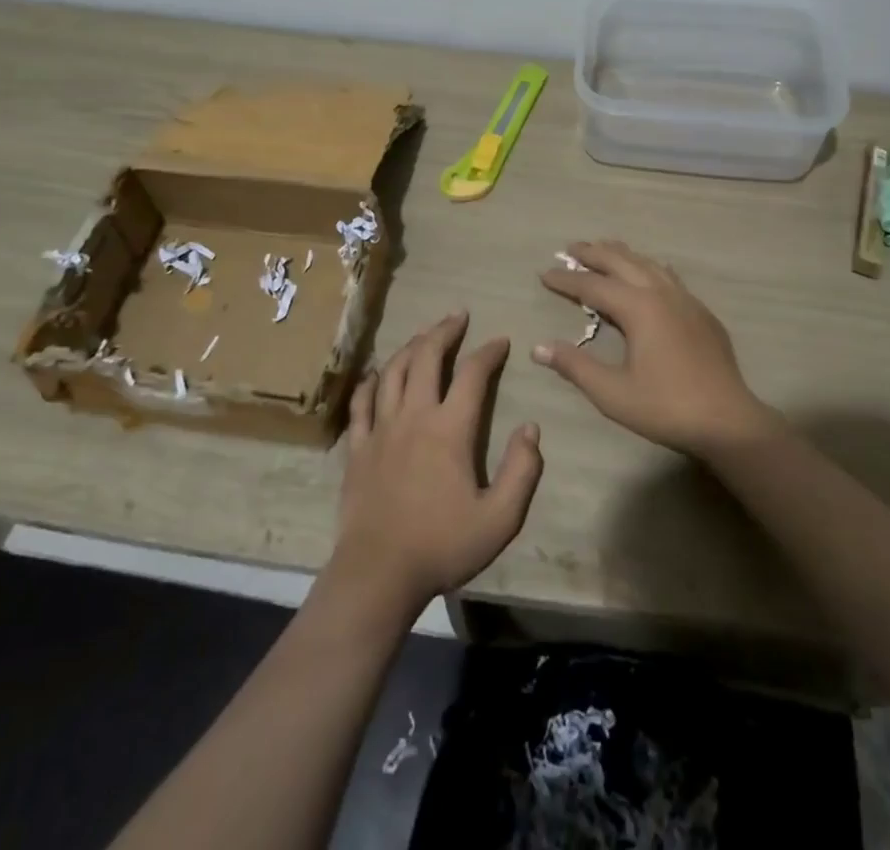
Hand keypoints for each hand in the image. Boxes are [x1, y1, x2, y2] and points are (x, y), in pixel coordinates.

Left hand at [332, 312, 543, 618]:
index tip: (501, 341)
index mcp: (450, 429)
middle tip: (458, 316)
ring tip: (424, 335)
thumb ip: (522, 470)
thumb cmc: (443, 545)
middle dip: (444, 331)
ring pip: (393, 371)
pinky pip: (361, 402)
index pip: (472, 374)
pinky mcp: (358, 447)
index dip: (489, 352)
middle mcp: (414, 416)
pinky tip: (376, 373)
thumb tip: (531, 428)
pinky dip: (370, 381)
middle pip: (427, 357)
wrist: (379, 573)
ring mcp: (381, 429)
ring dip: (411, 346)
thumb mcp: (500, 518)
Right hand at [536, 240, 776, 457]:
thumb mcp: (612, 392)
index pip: (593, 286)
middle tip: (570, 248)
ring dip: (622, 255)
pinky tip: (650, 272)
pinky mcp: (701, 313)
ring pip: (648, 264)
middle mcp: (661, 294)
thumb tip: (538, 347)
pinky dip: (648, 267)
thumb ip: (575, 366)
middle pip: (621, 262)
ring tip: (605, 249)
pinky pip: (669, 276)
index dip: (566, 280)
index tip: (544, 273)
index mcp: (638, 308)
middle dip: (594, 254)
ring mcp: (685, 300)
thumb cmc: (665, 407)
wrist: (728, 421)